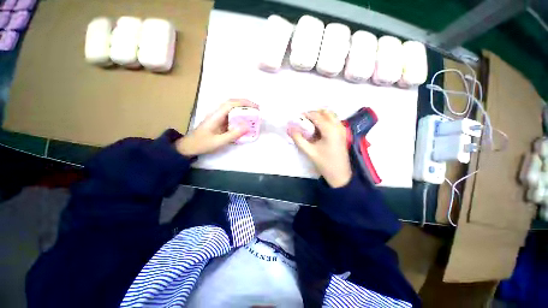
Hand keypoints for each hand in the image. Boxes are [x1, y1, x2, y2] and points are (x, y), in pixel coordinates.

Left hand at [177, 99, 257, 155]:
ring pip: (232, 108)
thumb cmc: (202, 144)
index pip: (231, 104)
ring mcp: (218, 116)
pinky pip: (231, 115)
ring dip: (243, 108)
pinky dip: (239, 115)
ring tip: (254, 113)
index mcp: (215, 115)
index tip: (255, 107)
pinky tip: (245, 120)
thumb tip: (247, 126)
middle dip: (245, 104)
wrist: (189, 146)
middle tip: (257, 109)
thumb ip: (233, 134)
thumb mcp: (218, 141)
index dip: (244, 103)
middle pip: (232, 103)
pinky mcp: (219, 121)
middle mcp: (217, 113)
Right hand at [289, 110, 351, 187]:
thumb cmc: (324, 163)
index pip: (316, 116)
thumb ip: (298, 139)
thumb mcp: (309, 151)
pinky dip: (326, 120)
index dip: (305, 115)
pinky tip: (318, 129)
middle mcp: (338, 126)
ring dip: (320, 116)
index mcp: (330, 129)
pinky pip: (334, 120)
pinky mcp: (343, 133)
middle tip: (304, 121)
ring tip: (310, 124)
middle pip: (325, 112)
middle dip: (313, 113)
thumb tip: (289, 128)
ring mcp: (342, 129)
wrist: (340, 174)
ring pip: (331, 115)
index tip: (297, 118)